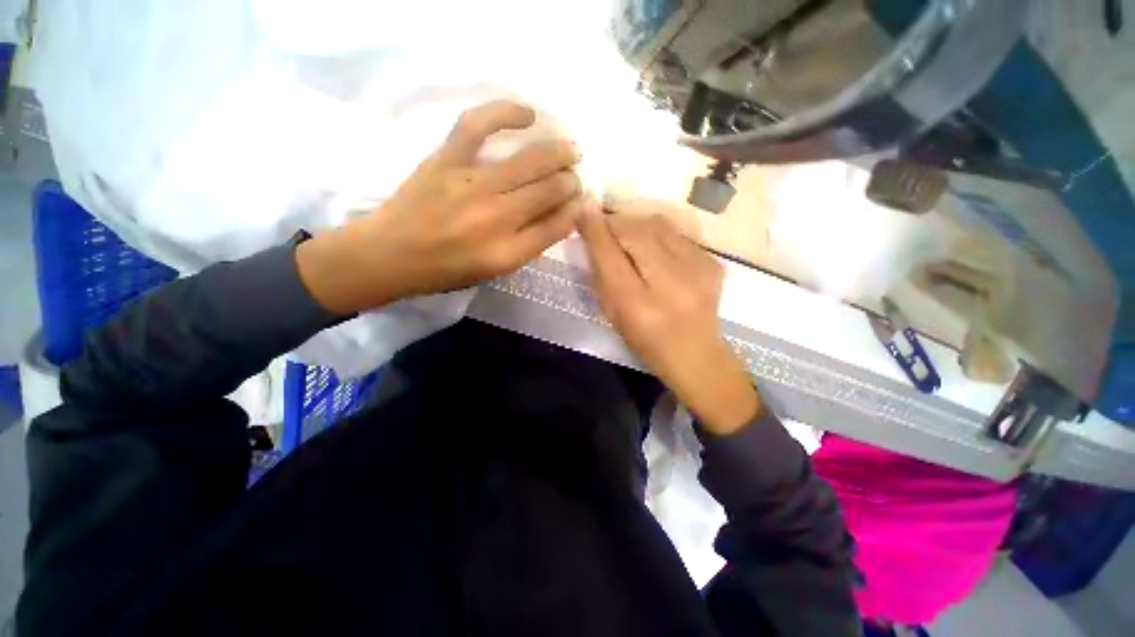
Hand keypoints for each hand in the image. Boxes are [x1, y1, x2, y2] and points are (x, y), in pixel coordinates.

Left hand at [297, 100, 581, 313]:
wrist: (391, 254)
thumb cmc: (447, 270)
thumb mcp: (495, 270)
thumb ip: (530, 245)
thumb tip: (561, 216)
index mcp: (507, 252)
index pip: (556, 225)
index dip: (574, 210)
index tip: (580, 201)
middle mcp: (496, 218)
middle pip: (549, 191)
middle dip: (570, 181)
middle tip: (575, 177)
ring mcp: (471, 185)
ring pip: (528, 162)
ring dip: (558, 153)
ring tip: (570, 150)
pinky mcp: (446, 160)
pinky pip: (478, 126)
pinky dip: (506, 113)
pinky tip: (528, 114)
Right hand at [577, 207, 759, 434]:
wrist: (695, 353)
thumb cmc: (645, 339)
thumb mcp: (614, 310)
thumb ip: (601, 270)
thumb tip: (591, 228)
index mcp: (635, 304)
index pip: (609, 253)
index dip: (594, 226)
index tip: (583, 208)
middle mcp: (668, 284)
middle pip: (635, 231)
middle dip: (616, 221)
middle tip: (606, 225)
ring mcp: (697, 271)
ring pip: (658, 225)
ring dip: (637, 223)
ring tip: (629, 234)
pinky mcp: (713, 263)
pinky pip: (678, 233)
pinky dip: (659, 233)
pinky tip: (656, 248)